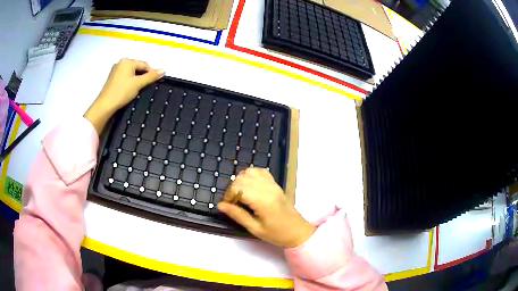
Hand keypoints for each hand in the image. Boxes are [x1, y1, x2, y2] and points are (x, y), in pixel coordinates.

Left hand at [84, 58, 164, 132]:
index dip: (151, 73)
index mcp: (127, 61)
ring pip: (131, 72)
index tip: (155, 82)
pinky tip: (130, 90)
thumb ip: (151, 76)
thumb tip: (163, 70)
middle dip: (143, 76)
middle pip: (137, 67)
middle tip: (146, 86)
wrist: (105, 105)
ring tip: (138, 89)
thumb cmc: (121, 92)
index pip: (144, 64)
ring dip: (136, 79)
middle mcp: (120, 63)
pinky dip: (129, 82)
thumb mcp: (138, 84)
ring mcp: (115, 70)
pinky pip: (125, 76)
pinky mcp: (112, 78)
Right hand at [218, 168, 315, 247]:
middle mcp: (268, 188)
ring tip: (241, 195)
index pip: (238, 188)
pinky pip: (260, 172)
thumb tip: (220, 205)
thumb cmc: (276, 234)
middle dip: (232, 189)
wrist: (297, 231)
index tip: (228, 206)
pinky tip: (249, 187)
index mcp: (263, 200)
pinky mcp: (275, 183)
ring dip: (240, 181)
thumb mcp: (254, 228)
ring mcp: (273, 184)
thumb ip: (237, 215)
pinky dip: (251, 175)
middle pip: (242, 178)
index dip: (228, 195)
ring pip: (249, 172)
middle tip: (233, 203)